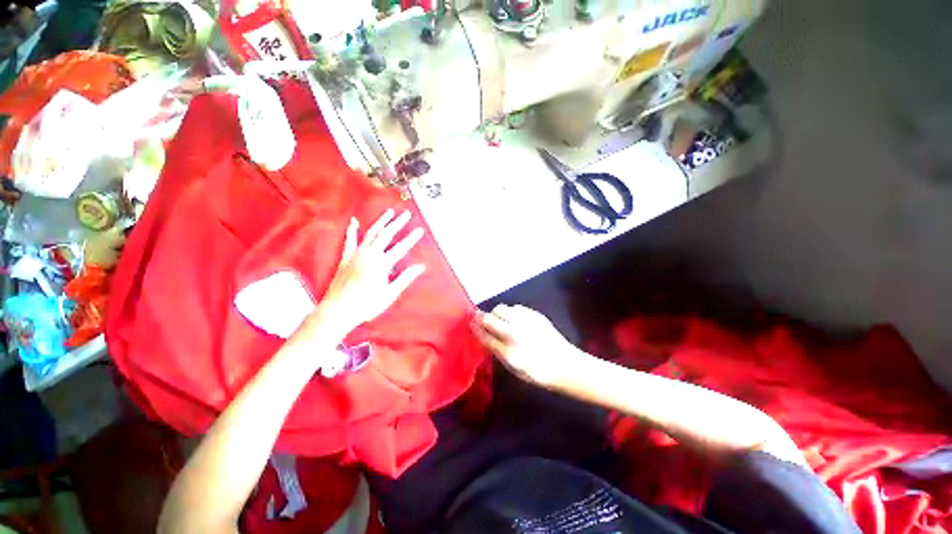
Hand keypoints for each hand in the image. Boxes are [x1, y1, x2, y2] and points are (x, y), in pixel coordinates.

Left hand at [309, 209, 425, 336]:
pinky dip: (352, 230)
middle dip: (398, 223)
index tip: (420, 229)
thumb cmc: (366, 304)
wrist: (338, 310)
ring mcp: (356, 255)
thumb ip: (405, 278)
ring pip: (371, 233)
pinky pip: (350, 240)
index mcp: (381, 264)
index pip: (401, 247)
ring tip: (389, 212)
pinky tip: (354, 222)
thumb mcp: (390, 294)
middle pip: (386, 234)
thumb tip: (420, 267)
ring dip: (381, 221)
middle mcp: (369, 255)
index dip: (412, 238)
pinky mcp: (346, 258)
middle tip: (407, 214)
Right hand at [471, 304, 582, 388]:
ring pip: (502, 309)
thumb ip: (498, 352)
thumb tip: (485, 336)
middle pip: (490, 318)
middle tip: (478, 317)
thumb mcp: (514, 369)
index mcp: (509, 353)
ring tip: (498, 319)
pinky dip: (511, 312)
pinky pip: (516, 308)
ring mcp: (526, 322)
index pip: (485, 336)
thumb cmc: (538, 373)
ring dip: (496, 313)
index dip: (475, 329)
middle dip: (481, 316)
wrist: (565, 365)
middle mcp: (515, 334)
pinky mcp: (535, 315)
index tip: (470, 323)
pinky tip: (514, 319)